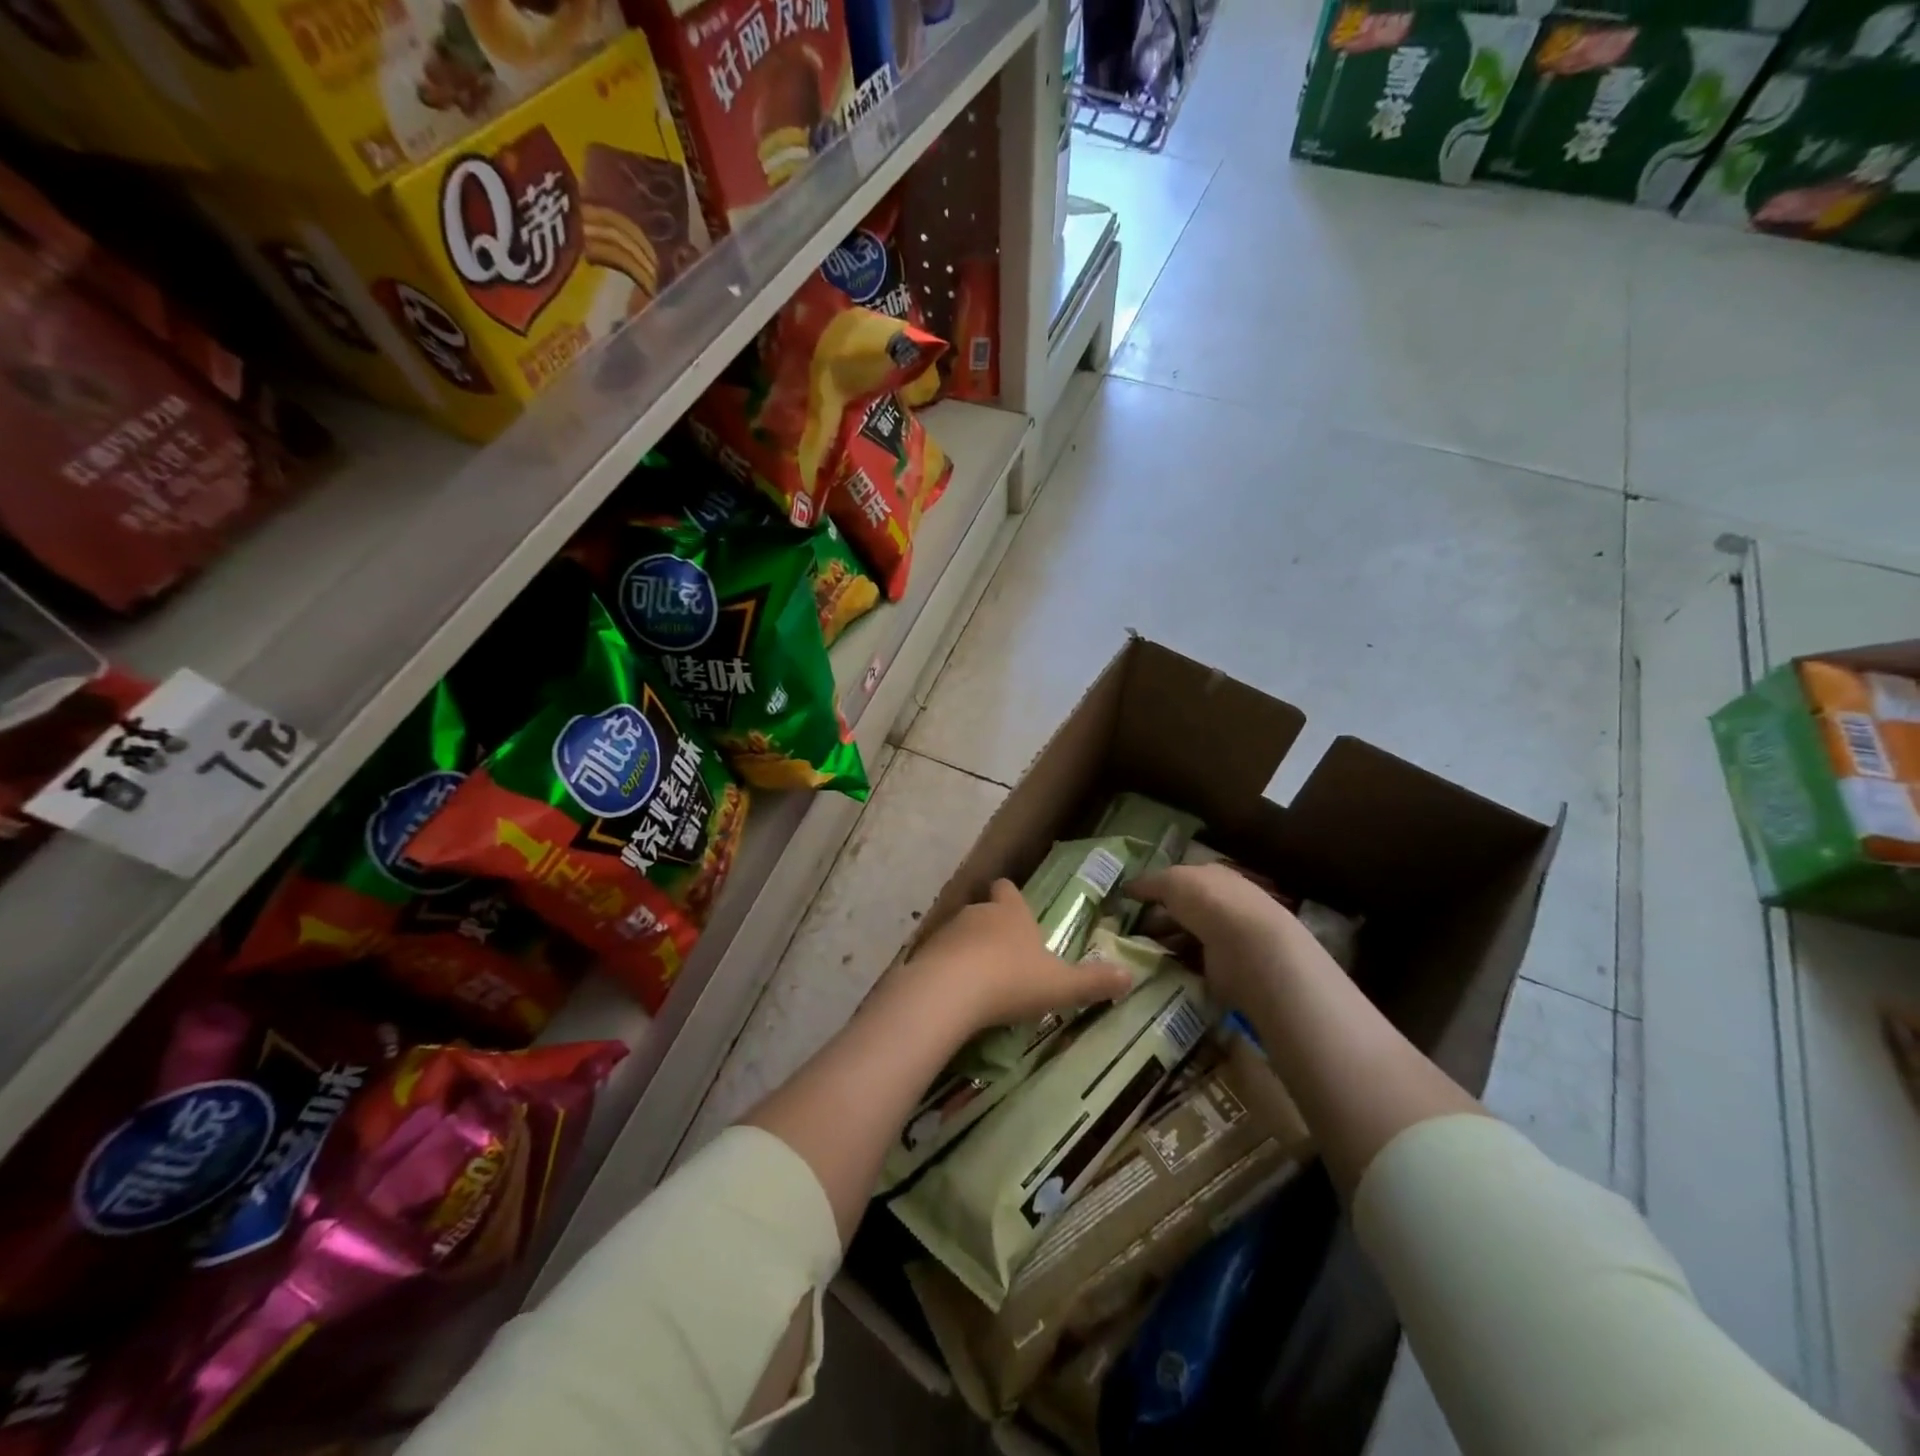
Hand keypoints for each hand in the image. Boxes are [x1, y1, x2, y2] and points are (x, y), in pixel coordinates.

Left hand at [899, 879, 1133, 1033]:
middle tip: (1006, 959)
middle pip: (984, 912)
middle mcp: (978, 913)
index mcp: (1011, 913)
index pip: (1008, 890)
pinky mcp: (924, 954)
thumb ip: (1094, 982)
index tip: (1016, 910)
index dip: (1011, 898)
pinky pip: (939, 958)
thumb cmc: (1012, 980)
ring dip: (968, 951)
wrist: (950, 991)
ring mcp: (947, 931)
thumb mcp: (1061, 986)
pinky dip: (947, 971)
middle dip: (993, 930)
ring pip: (960, 934)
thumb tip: (1130, 975)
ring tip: (980, 982)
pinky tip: (955, 996)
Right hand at [1127, 863, 1300, 1014]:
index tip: (1128, 902)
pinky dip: (1173, 967)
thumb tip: (1126, 887)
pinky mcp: (1224, 970)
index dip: (1155, 889)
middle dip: (1154, 921)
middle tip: (1124, 932)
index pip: (1180, 881)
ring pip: (1183, 939)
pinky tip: (1152, 971)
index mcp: (1213, 878)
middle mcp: (1221, 905)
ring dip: (1161, 946)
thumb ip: (1147, 883)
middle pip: (1180, 912)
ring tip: (1132, 954)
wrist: (1249, 949)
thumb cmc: (1210, 903)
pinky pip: (1190, 966)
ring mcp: (1225, 939)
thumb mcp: (1171, 880)